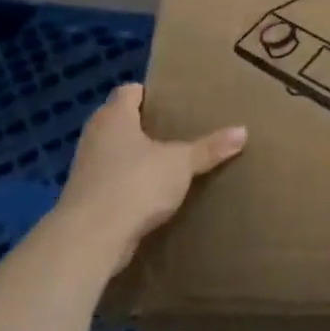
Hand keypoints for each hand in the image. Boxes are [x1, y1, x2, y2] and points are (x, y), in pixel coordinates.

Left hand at [58, 84, 245, 252]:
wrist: (91, 239)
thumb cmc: (135, 183)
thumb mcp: (181, 163)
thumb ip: (209, 147)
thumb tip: (243, 131)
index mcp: (114, 117)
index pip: (129, 91)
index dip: (150, 93)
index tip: (174, 101)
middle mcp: (95, 136)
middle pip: (121, 121)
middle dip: (147, 126)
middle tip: (179, 129)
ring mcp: (87, 169)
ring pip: (116, 153)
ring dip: (137, 157)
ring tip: (170, 162)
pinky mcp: (86, 199)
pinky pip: (113, 182)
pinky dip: (130, 184)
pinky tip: (153, 193)